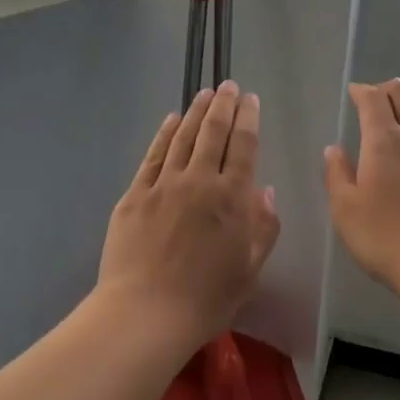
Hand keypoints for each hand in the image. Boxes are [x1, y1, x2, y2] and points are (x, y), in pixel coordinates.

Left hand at [97, 81, 280, 348]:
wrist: (145, 313)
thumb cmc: (206, 299)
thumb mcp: (250, 270)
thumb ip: (263, 228)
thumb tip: (266, 191)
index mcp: (231, 199)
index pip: (243, 147)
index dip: (248, 119)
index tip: (251, 99)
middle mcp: (198, 182)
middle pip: (213, 133)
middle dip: (223, 106)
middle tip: (228, 86)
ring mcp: (162, 186)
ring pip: (182, 138)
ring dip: (195, 113)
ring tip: (204, 94)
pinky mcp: (134, 196)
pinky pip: (152, 157)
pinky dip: (163, 135)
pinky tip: (170, 121)